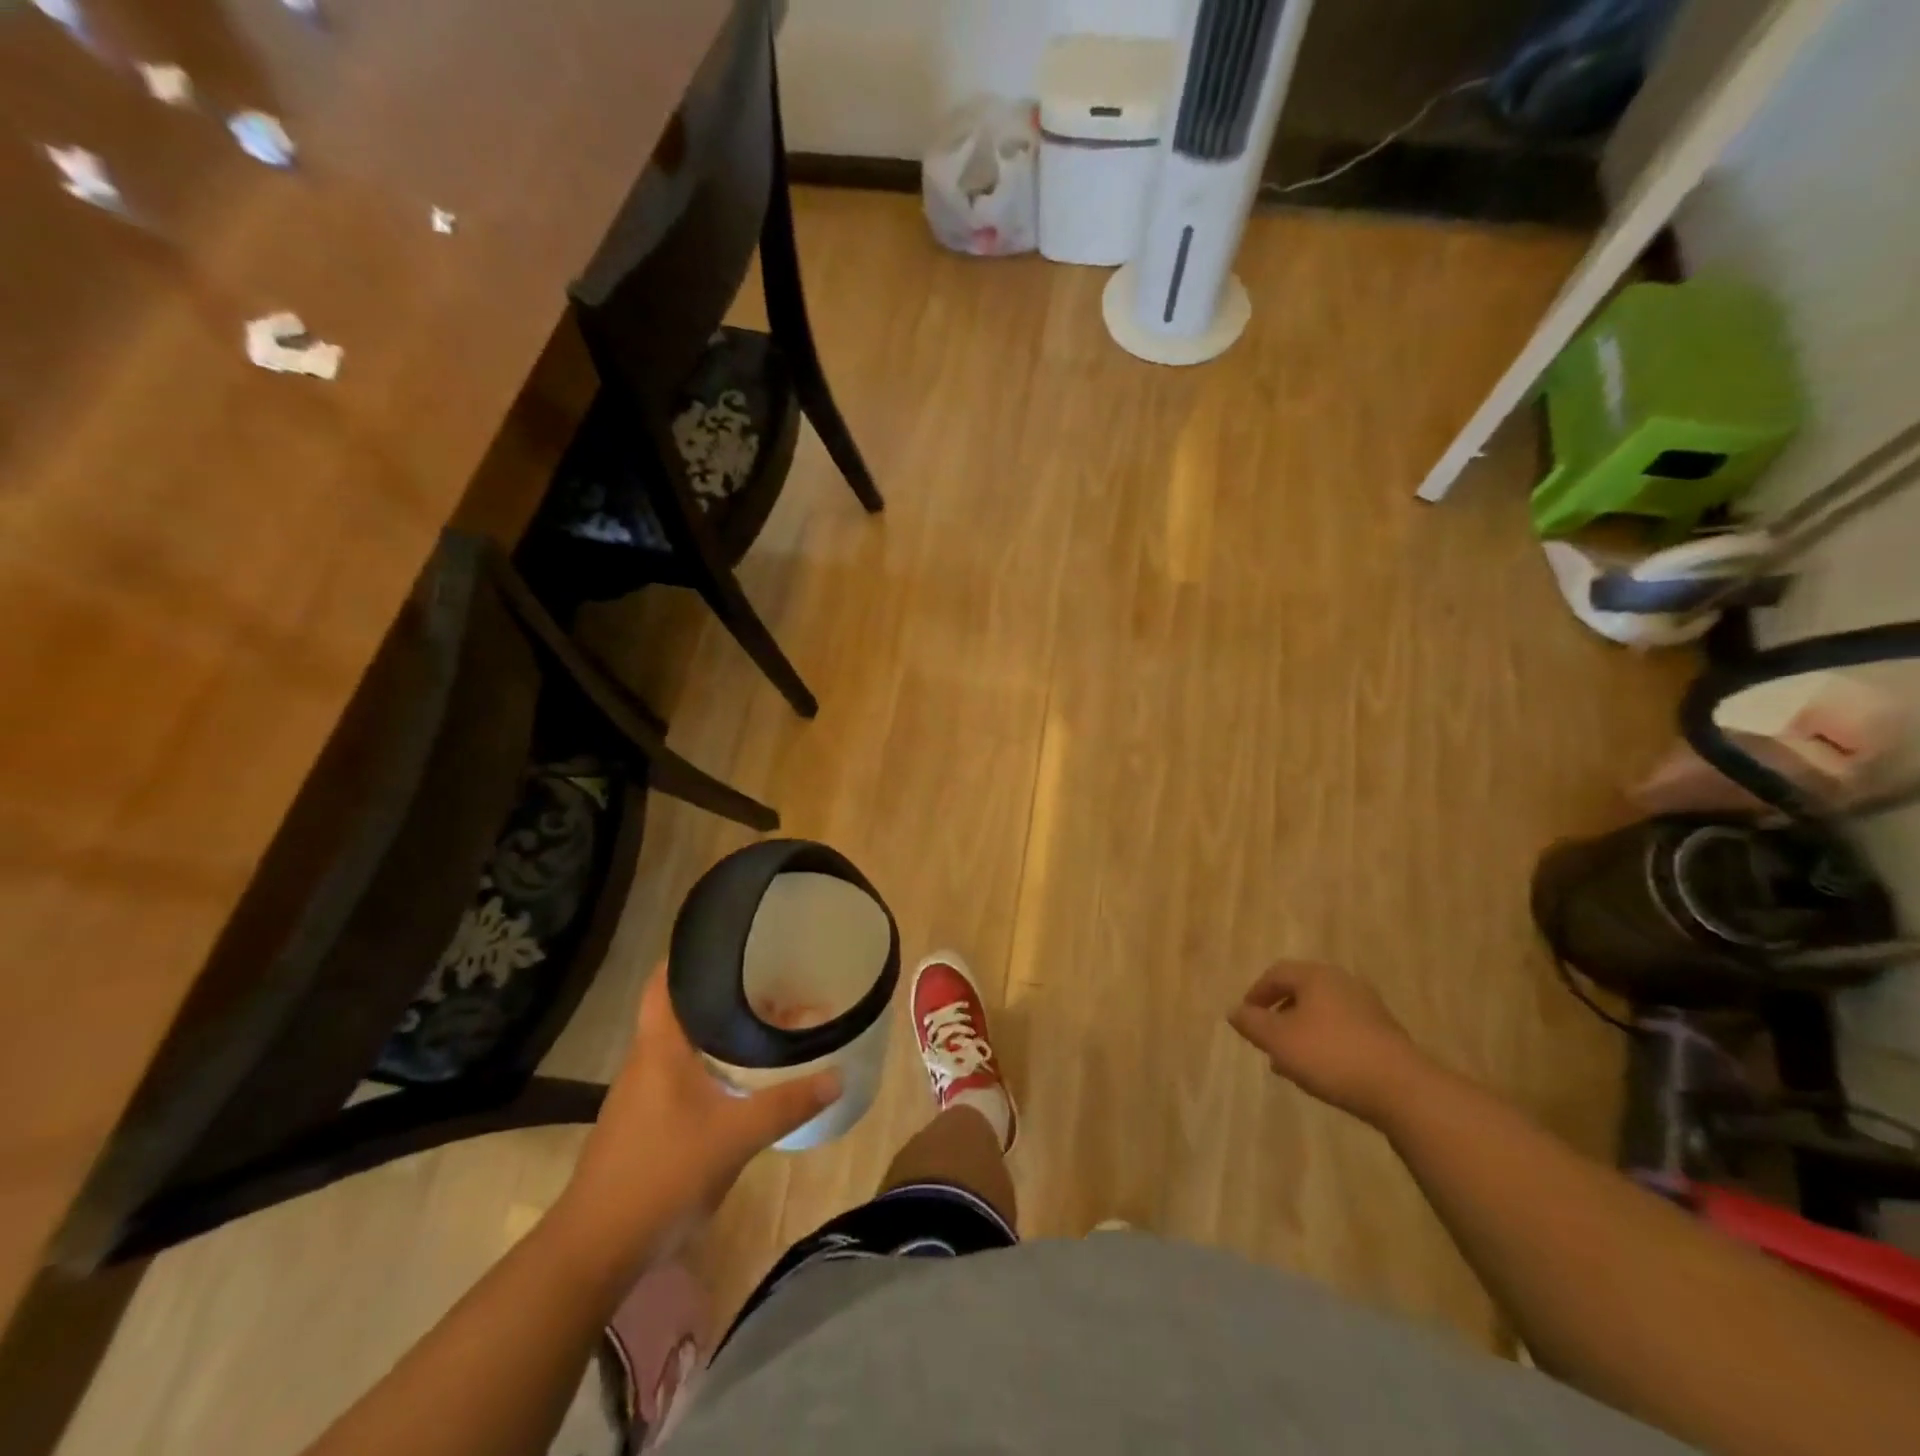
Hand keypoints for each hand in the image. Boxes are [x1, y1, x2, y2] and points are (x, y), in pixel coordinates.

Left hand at [554, 970, 838, 1268]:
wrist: (597, 1247)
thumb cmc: (662, 1174)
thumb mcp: (735, 1137)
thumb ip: (786, 1104)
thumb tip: (838, 1075)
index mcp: (659, 1046)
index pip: (665, 980)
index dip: (691, 953)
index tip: (732, 940)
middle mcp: (646, 1058)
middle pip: (682, 1007)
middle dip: (722, 992)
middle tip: (769, 980)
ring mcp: (642, 1091)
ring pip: (684, 1042)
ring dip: (719, 1029)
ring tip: (764, 1022)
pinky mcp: (645, 1120)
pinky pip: (682, 1072)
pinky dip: (712, 1062)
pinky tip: (741, 1076)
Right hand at [1227, 961, 1433, 1126]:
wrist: (1403, 1090)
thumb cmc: (1331, 1055)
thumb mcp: (1279, 1040)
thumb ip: (1252, 1023)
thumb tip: (1235, 1011)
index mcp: (1316, 976)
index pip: (1277, 973)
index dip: (1256, 993)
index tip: (1245, 1017)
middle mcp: (1343, 983)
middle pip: (1302, 991)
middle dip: (1280, 1014)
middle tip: (1266, 1039)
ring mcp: (1369, 1009)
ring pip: (1323, 1014)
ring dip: (1301, 1032)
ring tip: (1289, 1061)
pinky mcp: (1385, 1035)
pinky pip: (1344, 1031)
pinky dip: (1325, 1043)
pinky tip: (1321, 1071)